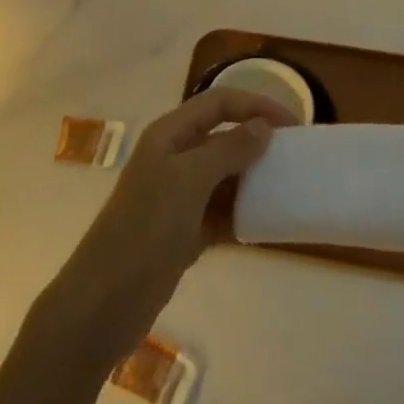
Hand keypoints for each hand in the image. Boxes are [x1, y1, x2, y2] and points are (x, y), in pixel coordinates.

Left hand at [50, 88, 294, 365]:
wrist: (106, 300)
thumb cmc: (146, 228)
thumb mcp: (189, 180)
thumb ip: (228, 150)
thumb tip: (263, 127)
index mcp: (169, 135)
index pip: (218, 103)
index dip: (255, 105)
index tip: (294, 124)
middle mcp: (173, 158)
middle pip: (223, 136)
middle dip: (258, 140)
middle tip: (297, 156)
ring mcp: (178, 197)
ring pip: (225, 175)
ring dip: (254, 178)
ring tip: (289, 187)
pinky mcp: (184, 231)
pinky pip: (222, 211)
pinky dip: (244, 213)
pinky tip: (268, 221)